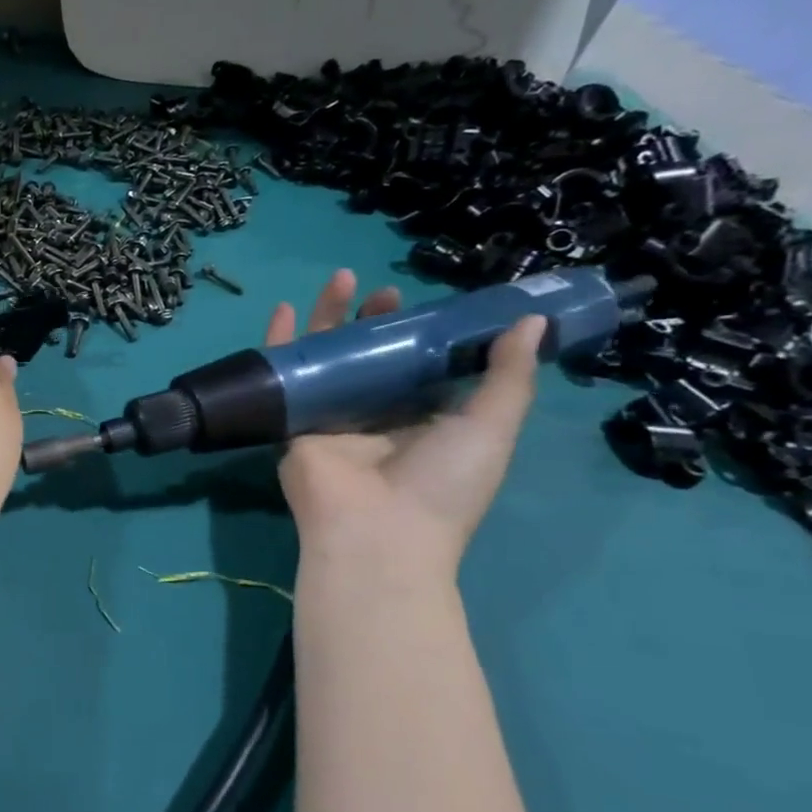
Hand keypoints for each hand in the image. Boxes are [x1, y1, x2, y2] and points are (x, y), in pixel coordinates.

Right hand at [268, 269, 544, 576]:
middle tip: (385, 294)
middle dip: (376, 320)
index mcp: (422, 419)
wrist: (375, 532)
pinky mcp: (293, 419)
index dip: (422, 331)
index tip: (426, 301)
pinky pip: (283, 374)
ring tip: (340, 279)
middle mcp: (375, 414)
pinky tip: (281, 309)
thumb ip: (508, 376)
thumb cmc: (440, 483)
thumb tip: (532, 321)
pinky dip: (279, 342)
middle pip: (370, 354)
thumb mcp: (490, 428)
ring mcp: (330, 415)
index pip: (419, 365)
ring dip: (330, 317)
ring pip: (327, 356)